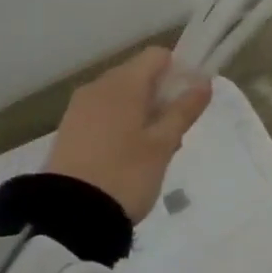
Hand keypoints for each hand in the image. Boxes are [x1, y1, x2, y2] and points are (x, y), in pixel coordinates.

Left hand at [46, 46, 212, 221]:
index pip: (158, 56)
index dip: (179, 71)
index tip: (189, 102)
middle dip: (162, 97)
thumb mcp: (163, 144)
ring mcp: (79, 108)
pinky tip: (128, 158)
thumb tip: (203, 81)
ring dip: (143, 113)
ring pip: (122, 97)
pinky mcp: (69, 130)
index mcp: (123, 83)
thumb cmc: (125, 174)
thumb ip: (184, 109)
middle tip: (174, 134)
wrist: (67, 217)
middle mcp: (98, 86)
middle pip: (139, 75)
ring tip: (153, 152)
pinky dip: (121, 126)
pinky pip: (104, 114)